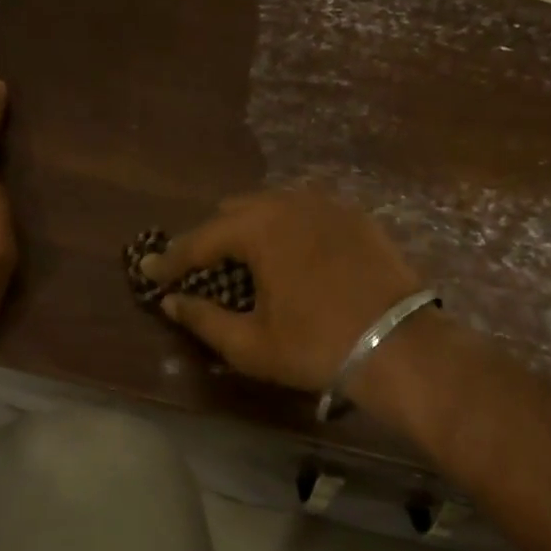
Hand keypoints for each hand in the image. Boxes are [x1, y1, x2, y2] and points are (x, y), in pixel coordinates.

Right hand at [143, 190, 424, 391]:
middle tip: (200, 268)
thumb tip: (171, 302)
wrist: (400, 346)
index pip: (200, 240)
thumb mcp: (250, 344)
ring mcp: (328, 205)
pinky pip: (308, 212)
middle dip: (212, 238)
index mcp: (258, 228)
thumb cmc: (316, 346)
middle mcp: (290, 203)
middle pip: (235, 212)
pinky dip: (288, 228)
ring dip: (251, 228)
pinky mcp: (357, 217)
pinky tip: (291, 253)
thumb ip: (203, 319)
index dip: (171, 259)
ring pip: (274, 206)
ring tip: (244, 259)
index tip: (150, 270)